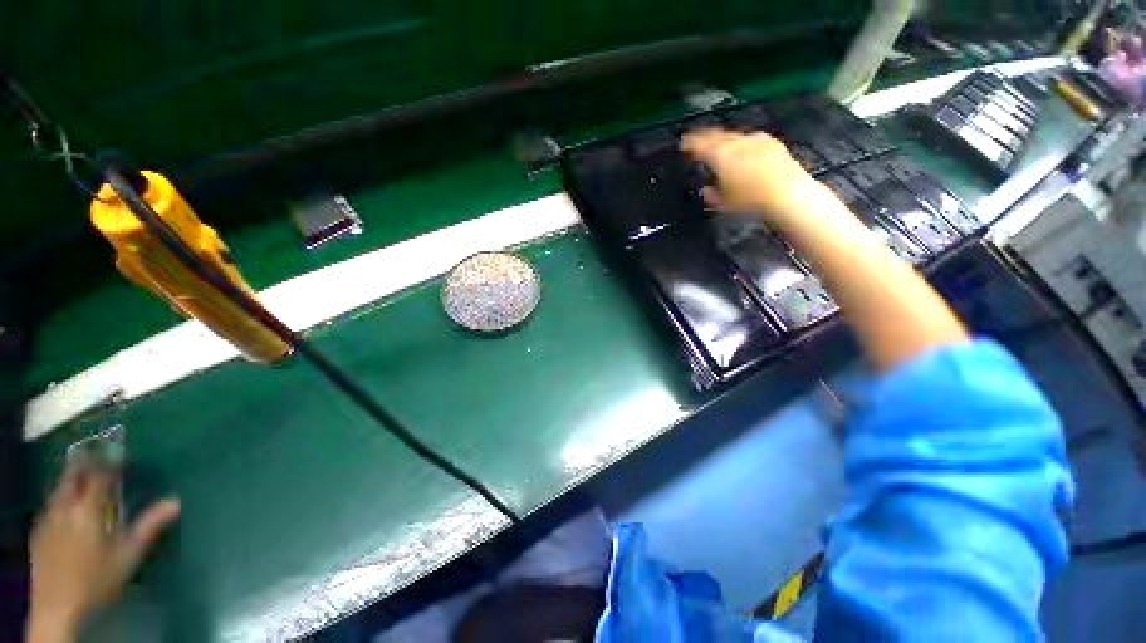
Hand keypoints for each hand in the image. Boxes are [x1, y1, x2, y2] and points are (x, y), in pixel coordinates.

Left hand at [27, 458, 179, 640]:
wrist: (58, 606)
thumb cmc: (98, 579)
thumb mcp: (128, 555)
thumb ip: (148, 526)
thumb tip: (176, 501)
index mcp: (88, 508)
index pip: (99, 475)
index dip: (108, 461)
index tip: (117, 450)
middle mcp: (66, 506)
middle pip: (72, 475)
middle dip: (84, 462)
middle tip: (95, 451)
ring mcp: (48, 518)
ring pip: (59, 489)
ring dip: (71, 478)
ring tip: (81, 475)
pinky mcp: (39, 530)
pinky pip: (51, 505)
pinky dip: (61, 497)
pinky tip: (65, 506)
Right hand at [681, 128, 825, 225]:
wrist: (787, 194)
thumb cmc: (750, 201)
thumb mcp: (723, 203)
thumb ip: (711, 194)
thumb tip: (706, 190)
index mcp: (720, 156)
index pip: (699, 145)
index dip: (689, 143)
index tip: (683, 144)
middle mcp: (736, 143)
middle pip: (716, 135)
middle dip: (705, 137)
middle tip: (696, 140)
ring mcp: (755, 140)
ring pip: (733, 135)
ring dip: (722, 138)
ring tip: (717, 144)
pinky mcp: (770, 142)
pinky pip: (749, 138)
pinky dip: (740, 142)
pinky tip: (741, 148)